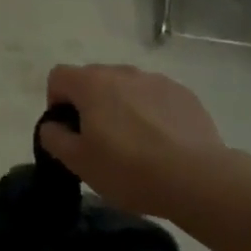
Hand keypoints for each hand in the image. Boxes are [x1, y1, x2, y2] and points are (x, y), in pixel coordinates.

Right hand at [38, 64, 228, 218]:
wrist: (198, 179)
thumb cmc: (128, 169)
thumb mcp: (78, 162)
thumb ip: (53, 137)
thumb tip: (53, 125)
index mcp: (91, 83)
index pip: (59, 76)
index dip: (56, 102)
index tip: (68, 131)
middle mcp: (122, 72)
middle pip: (93, 80)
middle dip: (89, 105)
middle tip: (99, 142)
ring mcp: (156, 80)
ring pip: (126, 88)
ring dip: (121, 107)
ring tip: (135, 145)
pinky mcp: (184, 94)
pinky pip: (155, 98)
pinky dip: (151, 113)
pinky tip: (162, 144)